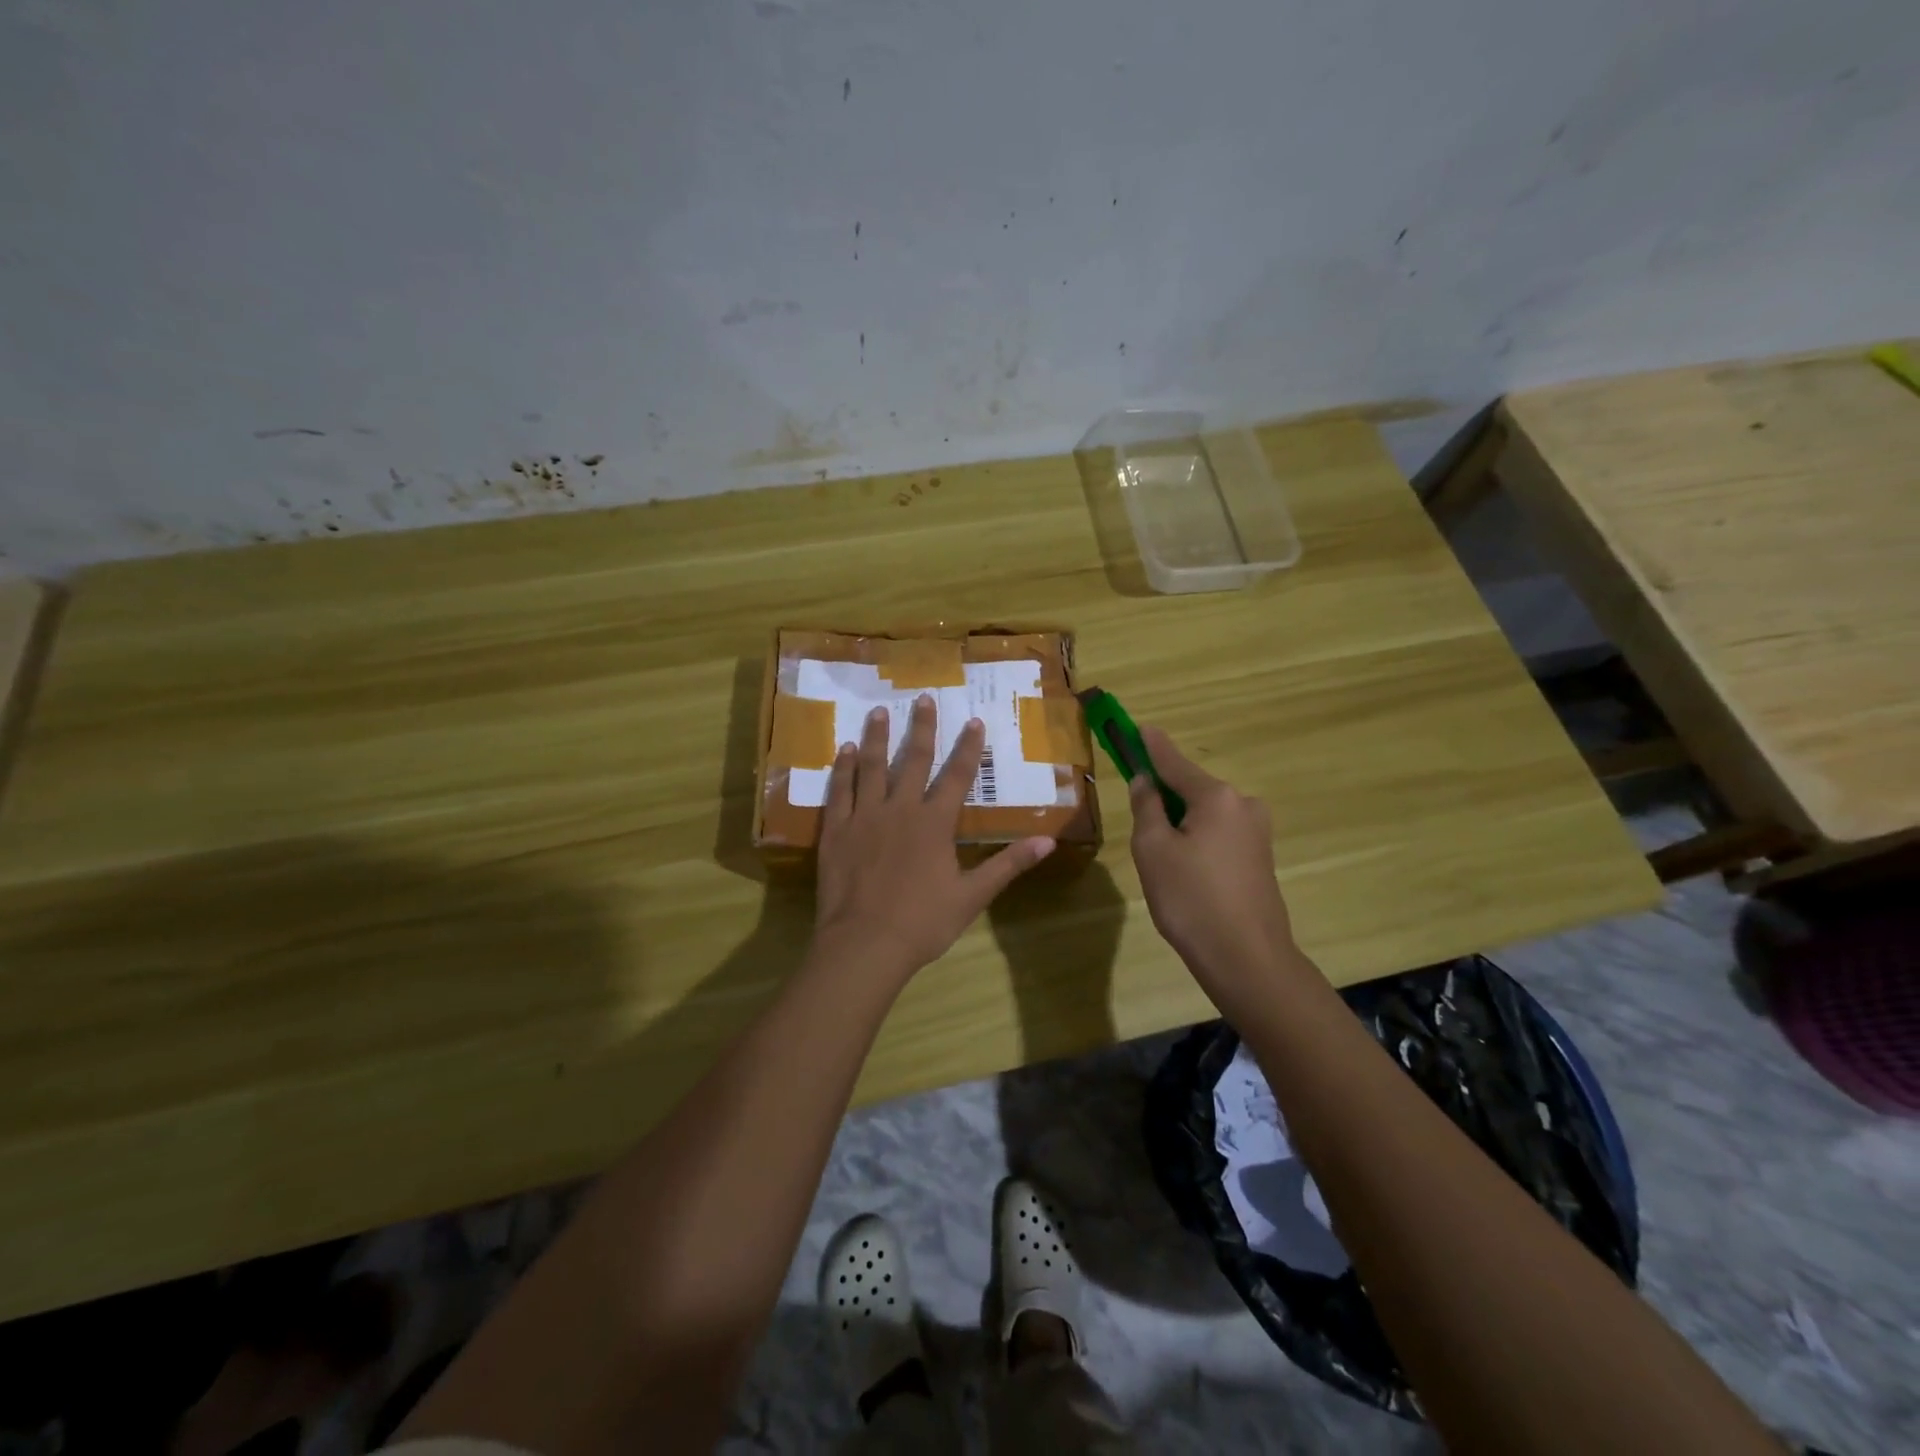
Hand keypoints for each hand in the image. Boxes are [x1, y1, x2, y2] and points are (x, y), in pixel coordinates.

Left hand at [813, 694, 1054, 975]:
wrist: (864, 944)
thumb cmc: (922, 922)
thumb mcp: (972, 896)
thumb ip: (1008, 865)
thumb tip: (1048, 841)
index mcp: (934, 823)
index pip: (956, 776)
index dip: (967, 748)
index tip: (973, 720)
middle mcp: (899, 809)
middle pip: (913, 761)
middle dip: (922, 728)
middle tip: (923, 698)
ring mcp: (864, 817)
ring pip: (872, 768)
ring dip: (878, 738)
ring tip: (880, 712)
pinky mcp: (836, 830)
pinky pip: (839, 791)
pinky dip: (842, 769)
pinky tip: (844, 750)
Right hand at [1128, 725, 1300, 1006]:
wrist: (1247, 959)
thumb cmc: (1191, 900)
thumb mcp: (1153, 850)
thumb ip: (1146, 808)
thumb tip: (1145, 781)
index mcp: (1216, 797)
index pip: (1173, 762)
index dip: (1151, 746)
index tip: (1138, 726)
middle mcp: (1243, 805)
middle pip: (1191, 788)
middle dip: (1163, 795)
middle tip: (1137, 819)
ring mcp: (1257, 833)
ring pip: (1205, 814)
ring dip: (1179, 822)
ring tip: (1159, 860)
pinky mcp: (1260, 858)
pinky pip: (1218, 835)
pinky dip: (1196, 840)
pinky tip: (1184, 872)